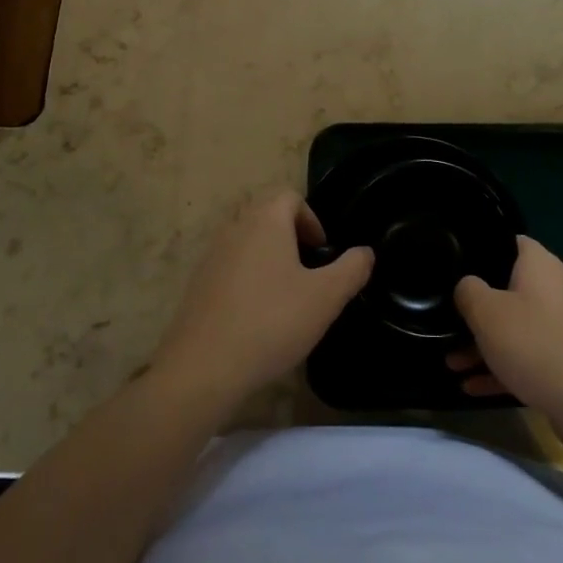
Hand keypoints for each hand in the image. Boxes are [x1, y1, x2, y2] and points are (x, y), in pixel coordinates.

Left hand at [151, 190, 372, 407]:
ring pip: (246, 239)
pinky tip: (257, 314)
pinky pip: (229, 265)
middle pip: (266, 213)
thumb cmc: (272, 322)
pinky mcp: (197, 283)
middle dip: (290, 234)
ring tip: (285, 294)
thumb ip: (351, 269)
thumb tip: (365, 252)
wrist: (204, 367)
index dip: (311, 219)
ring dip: (268, 255)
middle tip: (307, 270)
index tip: (322, 252)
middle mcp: (235, 227)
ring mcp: (211, 255)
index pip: (289, 196)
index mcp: (265, 220)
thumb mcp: (326, 297)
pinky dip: (247, 277)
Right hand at [450, 235, 562, 425]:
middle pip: (509, 289)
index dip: (481, 251)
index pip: (509, 242)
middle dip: (478, 309)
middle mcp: (558, 287)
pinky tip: (474, 387)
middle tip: (448, 322)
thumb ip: (468, 291)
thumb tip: (468, 286)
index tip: (456, 267)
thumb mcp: (487, 313)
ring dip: (486, 343)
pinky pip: (530, 355)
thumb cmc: (535, 345)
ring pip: (518, 326)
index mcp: (541, 265)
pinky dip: (505, 366)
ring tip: (452, 364)